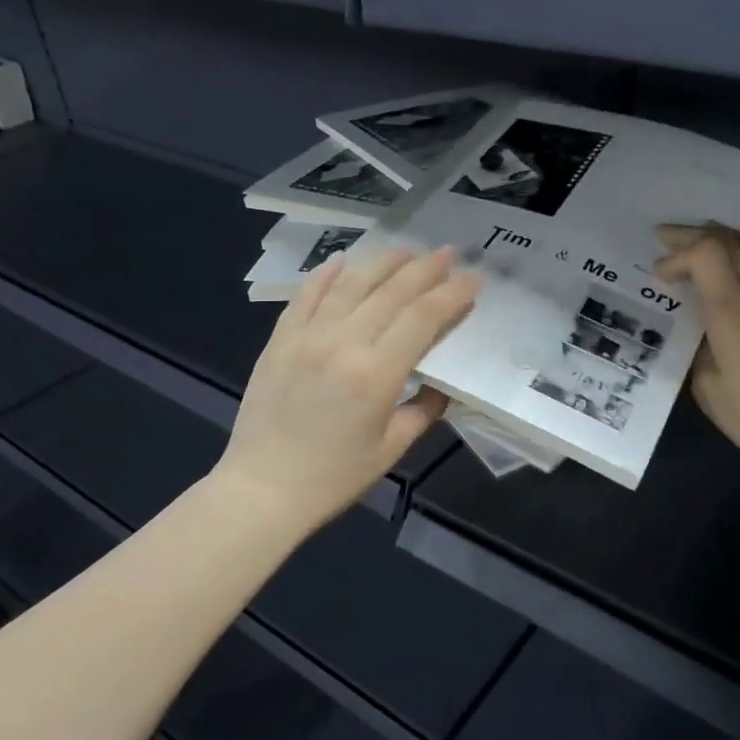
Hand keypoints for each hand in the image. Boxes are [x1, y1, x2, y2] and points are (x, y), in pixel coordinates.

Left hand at [215, 246, 477, 537]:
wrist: (264, 488)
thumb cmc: (334, 476)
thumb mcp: (391, 448)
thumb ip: (423, 410)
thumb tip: (443, 386)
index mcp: (376, 373)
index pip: (423, 317)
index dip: (452, 294)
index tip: (474, 279)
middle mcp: (343, 343)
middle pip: (392, 291)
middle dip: (426, 269)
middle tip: (448, 253)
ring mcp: (306, 336)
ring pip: (350, 284)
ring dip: (382, 262)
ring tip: (406, 250)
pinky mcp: (280, 340)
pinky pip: (305, 295)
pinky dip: (326, 274)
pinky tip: (343, 260)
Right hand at [655, 225, 739, 484]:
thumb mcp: (710, 392)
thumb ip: (700, 354)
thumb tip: (703, 338)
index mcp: (731, 312)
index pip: (704, 253)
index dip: (677, 254)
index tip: (659, 275)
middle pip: (729, 243)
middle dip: (693, 236)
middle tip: (667, 240)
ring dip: (729, 244)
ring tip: (707, 246)